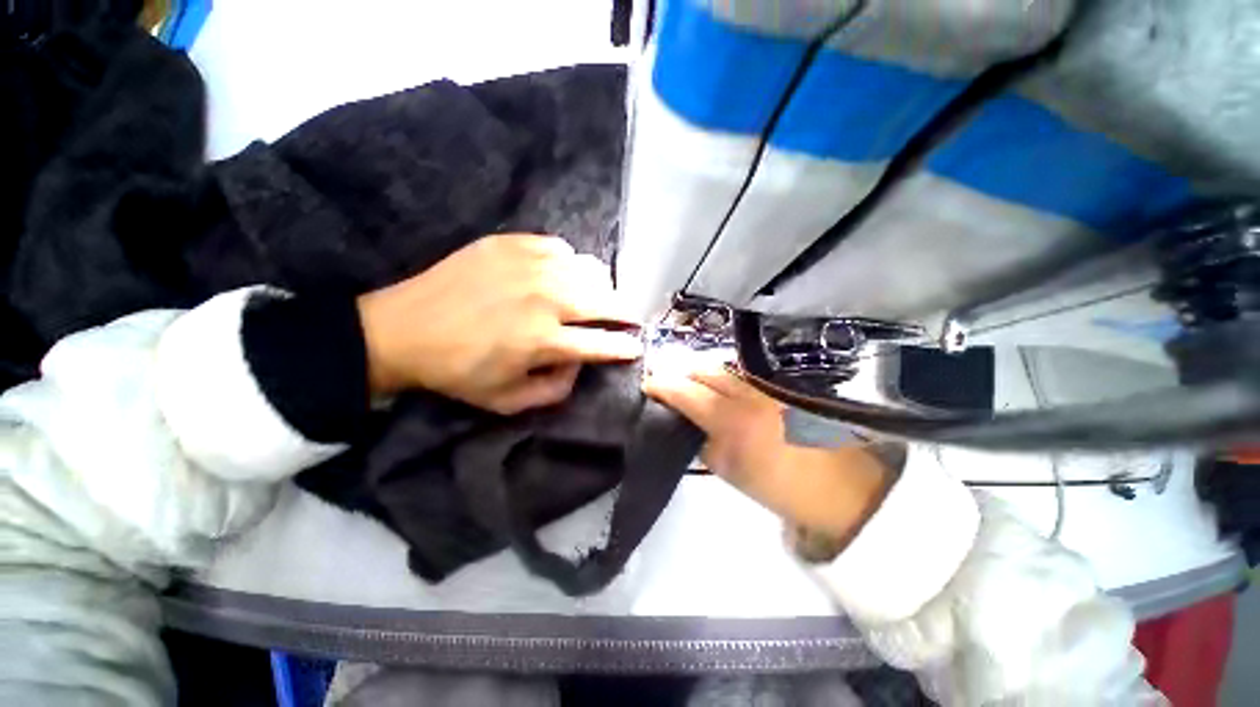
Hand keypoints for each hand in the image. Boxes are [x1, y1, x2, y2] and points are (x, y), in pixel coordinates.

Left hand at [357, 234, 641, 413]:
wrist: (402, 328)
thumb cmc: (458, 371)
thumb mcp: (508, 401)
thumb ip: (556, 389)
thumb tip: (579, 363)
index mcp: (544, 340)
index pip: (603, 343)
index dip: (625, 347)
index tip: (636, 346)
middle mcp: (546, 299)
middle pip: (606, 301)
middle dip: (623, 313)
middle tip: (623, 319)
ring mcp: (529, 266)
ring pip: (590, 270)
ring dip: (600, 288)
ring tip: (594, 297)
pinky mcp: (512, 244)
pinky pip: (562, 248)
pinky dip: (570, 263)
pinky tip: (560, 275)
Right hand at [644, 354, 891, 538]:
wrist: (843, 488)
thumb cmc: (782, 487)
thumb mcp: (731, 472)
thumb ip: (703, 443)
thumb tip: (687, 423)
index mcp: (733, 420)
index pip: (685, 390)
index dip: (661, 383)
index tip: (647, 383)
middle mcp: (750, 392)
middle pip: (704, 367)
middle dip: (681, 371)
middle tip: (670, 382)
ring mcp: (769, 384)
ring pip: (725, 366)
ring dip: (703, 373)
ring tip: (693, 383)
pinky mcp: (783, 383)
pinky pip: (744, 373)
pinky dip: (726, 377)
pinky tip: (723, 386)